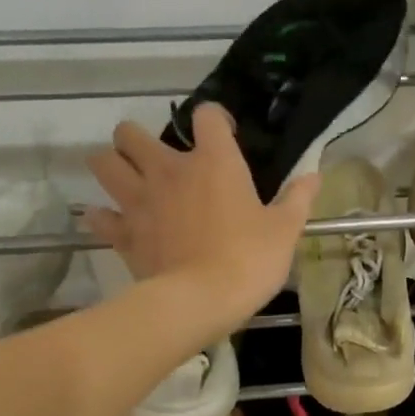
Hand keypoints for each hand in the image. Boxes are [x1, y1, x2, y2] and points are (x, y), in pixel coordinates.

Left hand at [86, 104, 318, 322]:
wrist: (201, 300)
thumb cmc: (250, 259)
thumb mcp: (285, 230)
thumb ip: (298, 198)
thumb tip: (315, 176)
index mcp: (214, 162)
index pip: (207, 116)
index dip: (215, 119)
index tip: (224, 135)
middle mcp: (169, 170)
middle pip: (131, 133)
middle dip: (139, 139)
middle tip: (158, 160)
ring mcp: (139, 200)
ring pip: (103, 163)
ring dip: (112, 166)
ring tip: (129, 180)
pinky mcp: (123, 232)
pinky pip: (99, 216)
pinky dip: (104, 216)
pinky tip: (115, 222)